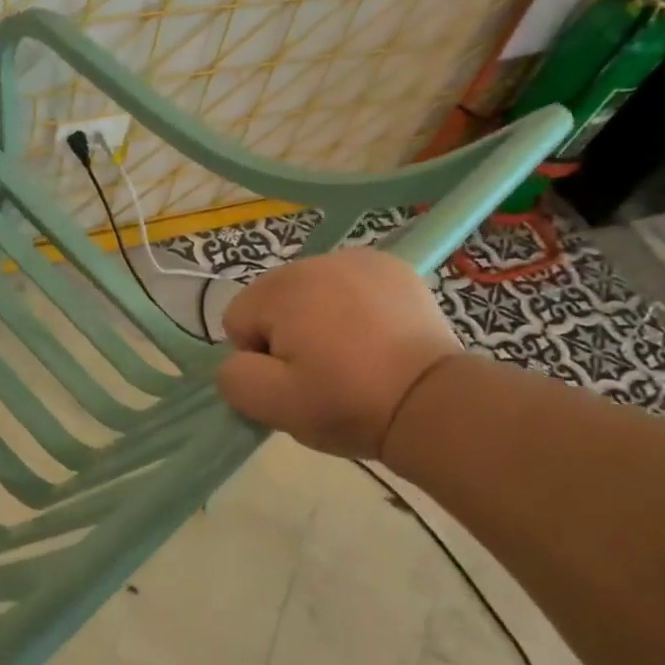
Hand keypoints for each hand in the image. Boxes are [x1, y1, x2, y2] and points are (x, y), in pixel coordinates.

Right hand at [215, 247, 462, 458]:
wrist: (431, 402)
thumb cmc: (346, 401)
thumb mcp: (272, 404)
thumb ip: (233, 377)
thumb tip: (239, 360)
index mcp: (282, 289)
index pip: (238, 320)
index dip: (258, 357)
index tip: (293, 380)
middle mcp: (316, 261)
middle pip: (274, 301)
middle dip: (286, 334)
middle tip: (322, 371)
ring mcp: (360, 260)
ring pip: (311, 293)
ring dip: (318, 319)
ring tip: (352, 356)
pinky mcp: (394, 269)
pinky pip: (350, 287)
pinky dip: (353, 308)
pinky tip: (375, 337)